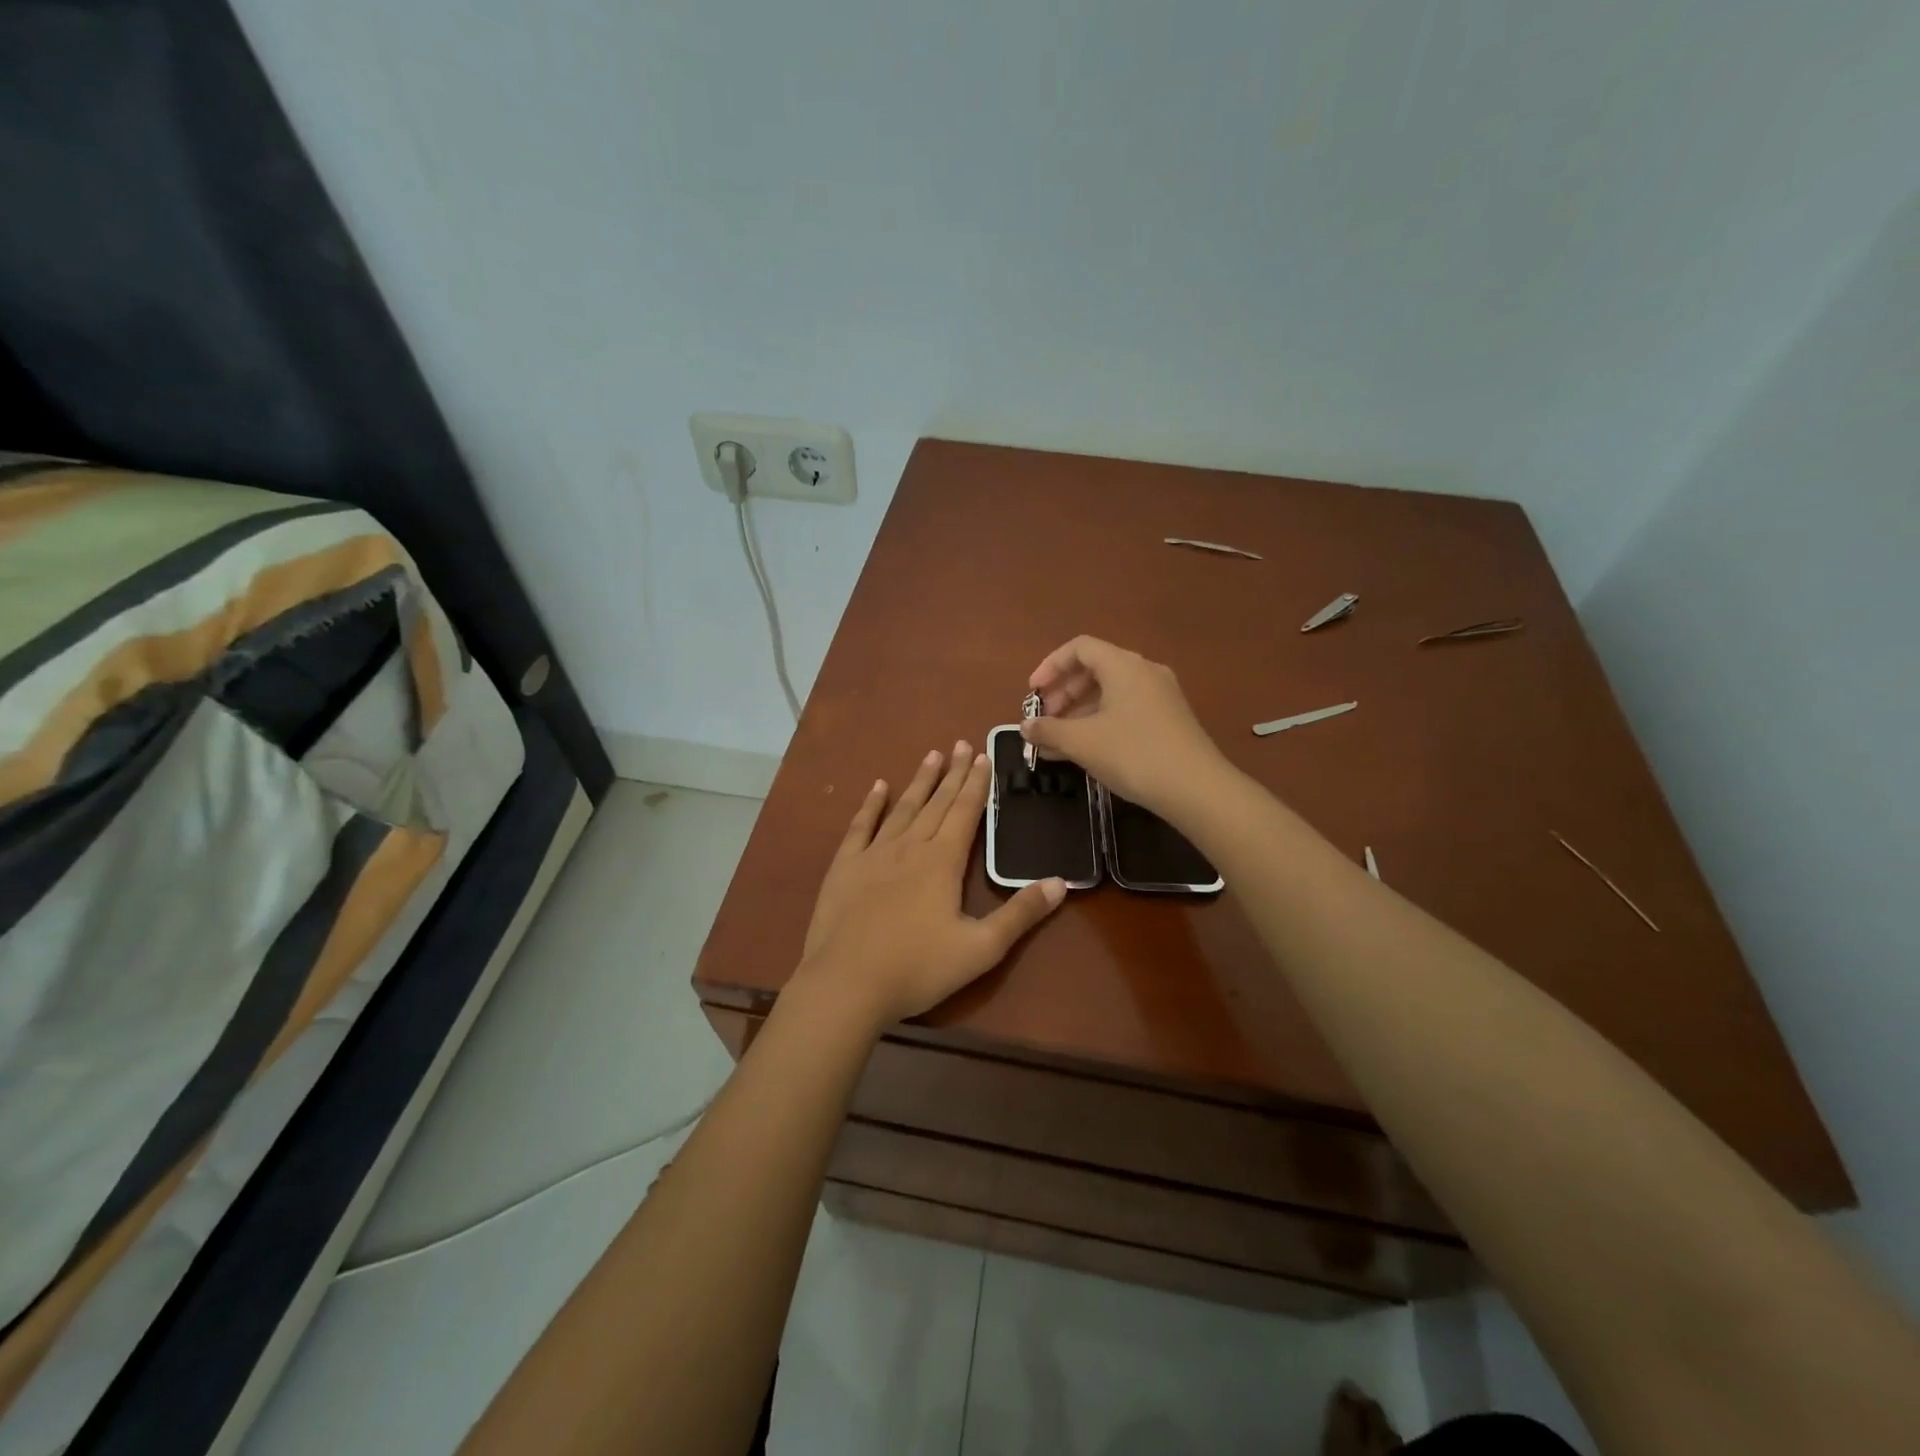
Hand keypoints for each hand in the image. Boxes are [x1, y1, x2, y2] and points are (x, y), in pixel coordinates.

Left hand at [798, 741, 1066, 1029]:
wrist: (846, 985)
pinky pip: (860, 826)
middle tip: (962, 744)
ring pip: (902, 808)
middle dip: (952, 773)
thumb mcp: (980, 949)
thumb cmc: (917, 969)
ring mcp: (873, 854)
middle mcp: (909, 846)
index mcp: (942, 861)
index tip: (983, 755)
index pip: (964, 812)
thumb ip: (1020, 915)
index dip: (976, 784)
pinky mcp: (844, 867)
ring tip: (932, 755)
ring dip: (919, 781)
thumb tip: (1059, 882)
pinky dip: (871, 804)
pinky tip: (878, 787)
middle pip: (936, 802)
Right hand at [1023, 636, 1227, 817]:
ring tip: (1057, 742)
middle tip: (1045, 719)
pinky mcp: (1169, 719)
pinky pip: (1125, 710)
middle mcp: (1144, 671)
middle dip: (1063, 693)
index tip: (1033, 694)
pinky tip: (1084, 751)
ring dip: (1079, 712)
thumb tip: (1025, 726)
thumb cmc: (1133, 754)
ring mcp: (1160, 695)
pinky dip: (1100, 722)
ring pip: (1110, 693)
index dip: (1050, 666)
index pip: (1079, 648)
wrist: (1196, 788)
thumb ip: (1048, 730)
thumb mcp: (1082, 742)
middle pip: (1095, 669)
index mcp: (1123, 665)